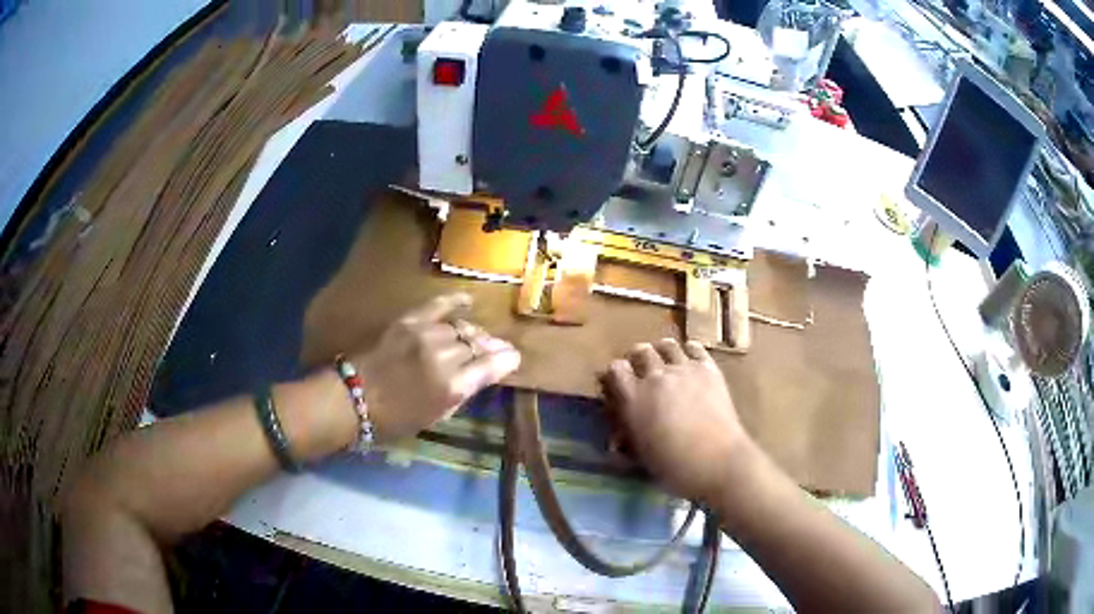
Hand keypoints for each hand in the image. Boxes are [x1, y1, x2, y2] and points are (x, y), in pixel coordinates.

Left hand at [351, 293, 519, 443]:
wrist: (354, 398)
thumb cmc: (396, 419)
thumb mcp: (437, 415)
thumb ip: (464, 391)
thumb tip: (484, 372)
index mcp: (453, 387)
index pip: (492, 365)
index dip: (507, 359)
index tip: (513, 358)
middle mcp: (444, 357)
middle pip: (478, 343)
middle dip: (490, 347)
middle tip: (493, 350)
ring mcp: (426, 335)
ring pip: (461, 327)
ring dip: (471, 333)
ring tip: (474, 337)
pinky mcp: (409, 321)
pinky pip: (439, 305)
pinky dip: (455, 301)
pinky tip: (467, 301)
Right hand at [602, 339, 752, 503]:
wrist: (717, 461)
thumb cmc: (674, 466)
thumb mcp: (641, 454)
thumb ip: (628, 436)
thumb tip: (615, 438)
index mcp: (634, 398)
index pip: (615, 369)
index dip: (615, 374)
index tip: (618, 383)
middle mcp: (656, 376)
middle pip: (640, 351)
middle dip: (637, 358)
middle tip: (641, 371)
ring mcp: (684, 369)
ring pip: (666, 345)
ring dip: (661, 351)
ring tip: (664, 362)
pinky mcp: (708, 369)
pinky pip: (695, 348)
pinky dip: (688, 350)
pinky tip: (689, 360)